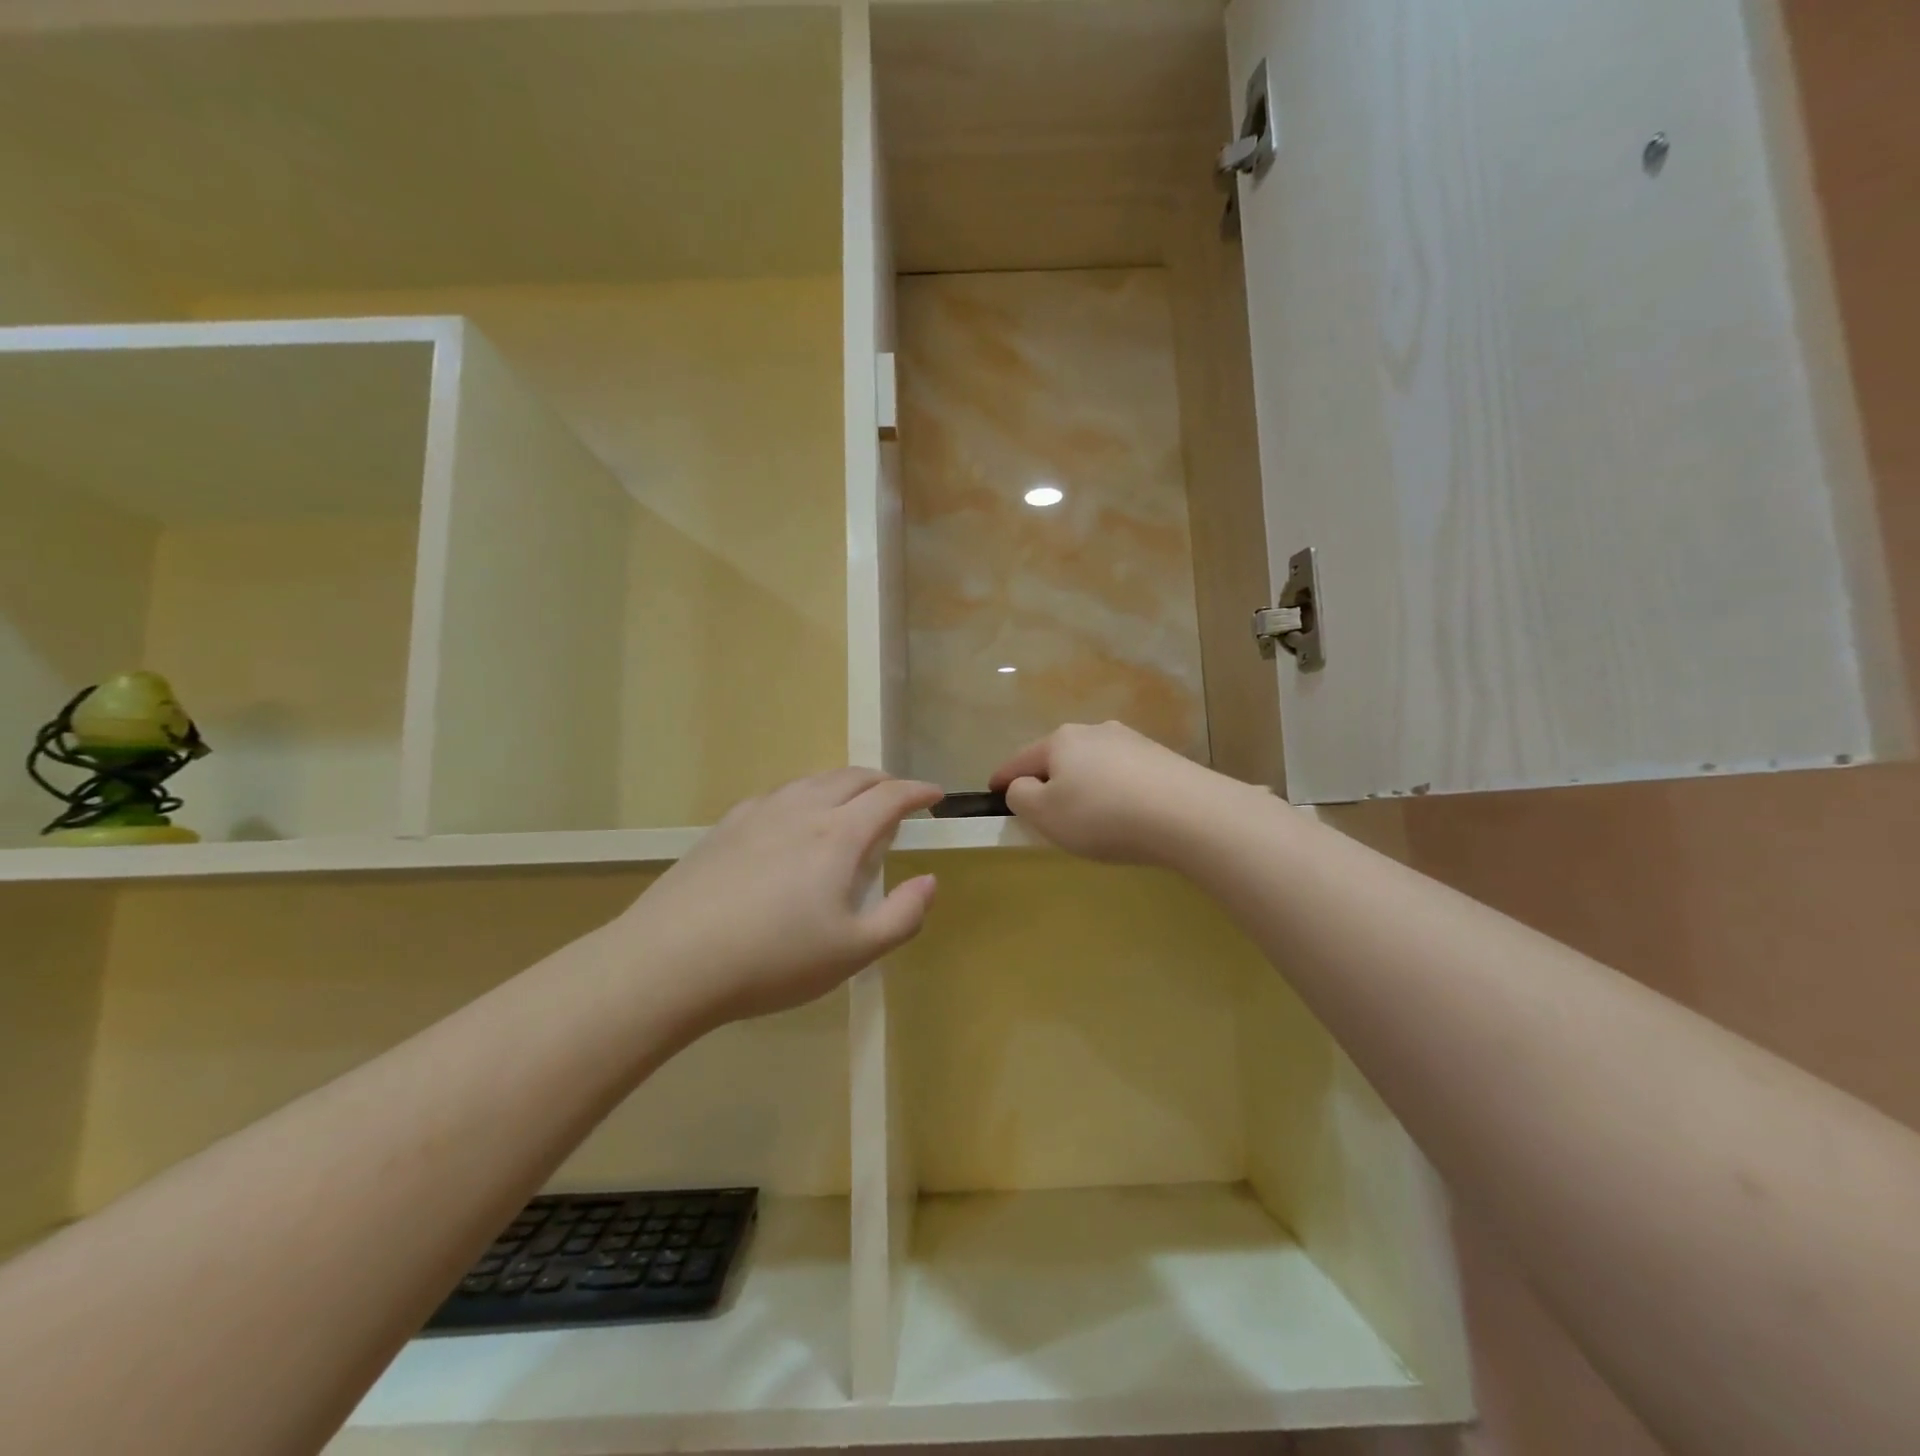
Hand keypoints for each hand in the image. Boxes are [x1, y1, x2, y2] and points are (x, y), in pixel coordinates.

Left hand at [617, 768, 941, 1026]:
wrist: (671, 961)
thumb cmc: (773, 960)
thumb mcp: (852, 952)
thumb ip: (902, 917)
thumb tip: (929, 881)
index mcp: (838, 835)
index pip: (889, 797)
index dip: (917, 791)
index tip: (934, 794)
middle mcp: (801, 810)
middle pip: (851, 778)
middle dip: (882, 781)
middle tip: (898, 797)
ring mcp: (758, 814)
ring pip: (812, 781)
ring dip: (843, 784)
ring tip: (851, 803)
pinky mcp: (725, 827)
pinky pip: (778, 796)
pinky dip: (804, 795)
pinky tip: (793, 819)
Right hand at [989, 721, 1244, 866]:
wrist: (1189, 814)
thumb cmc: (1103, 814)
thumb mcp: (1045, 814)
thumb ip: (1022, 797)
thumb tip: (1023, 785)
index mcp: (1061, 740)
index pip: (1021, 759)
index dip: (1003, 777)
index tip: (991, 789)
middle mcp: (1096, 731)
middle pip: (1059, 757)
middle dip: (1047, 779)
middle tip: (1042, 809)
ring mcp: (1133, 742)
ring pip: (1094, 765)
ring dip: (1084, 786)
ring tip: (1087, 816)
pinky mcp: (1163, 760)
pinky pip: (1124, 776)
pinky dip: (1114, 792)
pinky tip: (1124, 815)